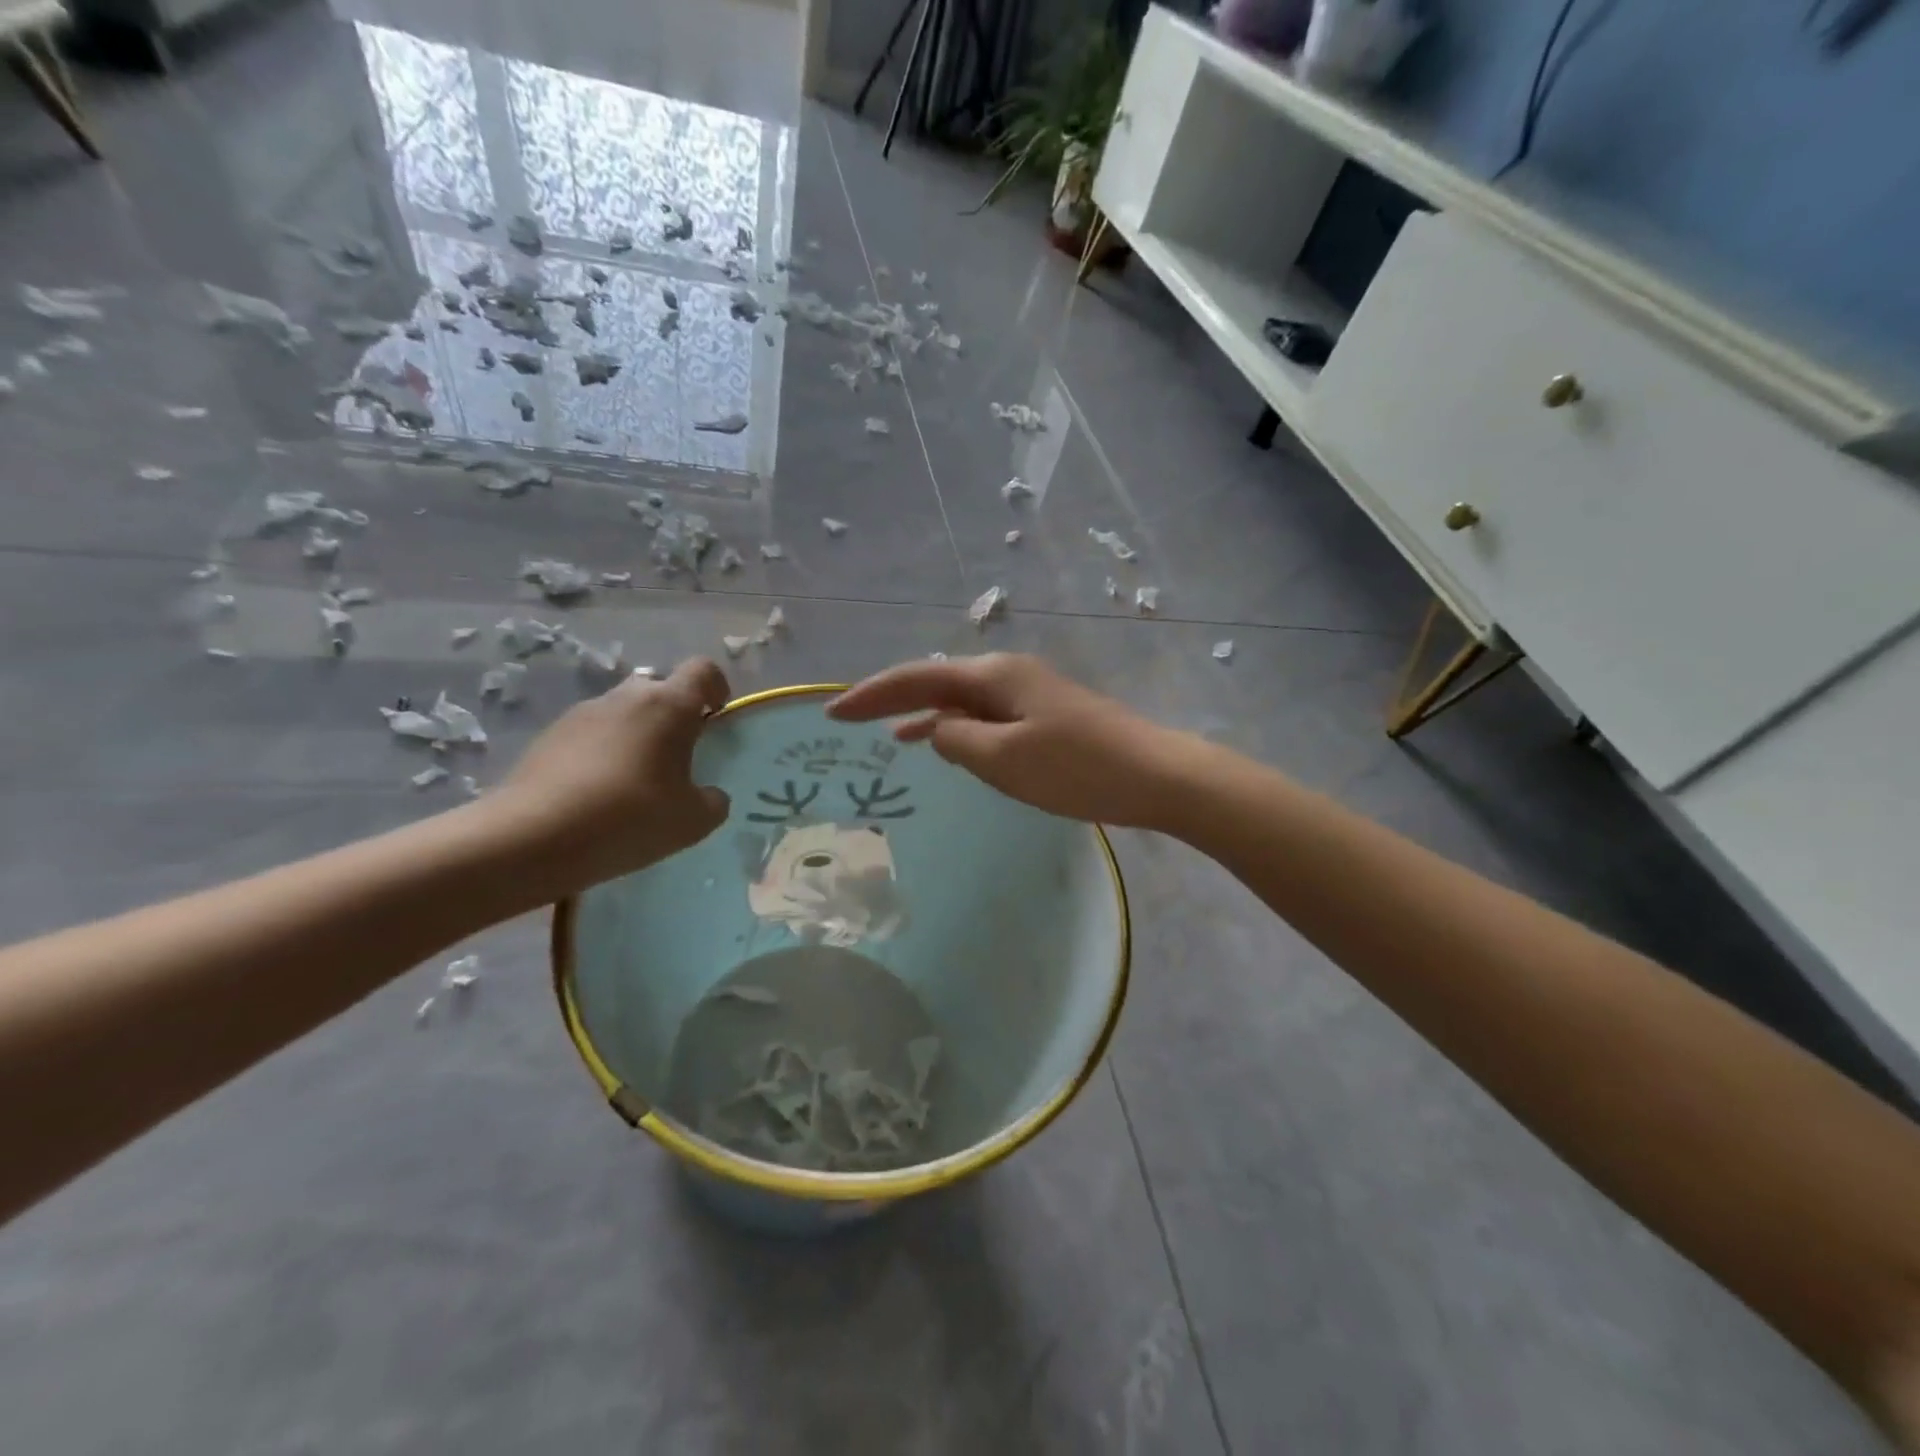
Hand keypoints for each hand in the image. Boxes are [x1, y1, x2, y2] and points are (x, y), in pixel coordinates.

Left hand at [492, 658, 732, 892]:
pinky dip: (601, 753)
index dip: (716, 687)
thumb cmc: (630, 818)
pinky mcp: (548, 736)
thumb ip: (713, 801)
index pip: (703, 671)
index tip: (717, 715)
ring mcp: (582, 713)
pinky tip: (597, 795)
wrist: (533, 837)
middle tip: (676, 758)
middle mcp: (626, 697)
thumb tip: (710, 795)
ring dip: (635, 735)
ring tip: (633, 782)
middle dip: (672, 715)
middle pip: (658, 688)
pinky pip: (590, 734)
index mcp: (669, 706)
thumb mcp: (693, 821)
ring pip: (622, 712)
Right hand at [829, 653, 1196, 828]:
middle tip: (847, 718)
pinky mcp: (1044, 717)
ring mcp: (1029, 694)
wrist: (1155, 774)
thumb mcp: (1004, 759)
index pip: (917, 678)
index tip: (832, 712)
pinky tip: (948, 744)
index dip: (872, 695)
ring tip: (886, 734)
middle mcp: (1007, 675)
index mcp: (992, 676)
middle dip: (891, 699)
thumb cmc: (1077, 768)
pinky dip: (957, 728)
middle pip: (936, 681)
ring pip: (960, 700)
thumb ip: (957, 741)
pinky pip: (985, 717)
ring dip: (922, 714)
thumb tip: (934, 730)